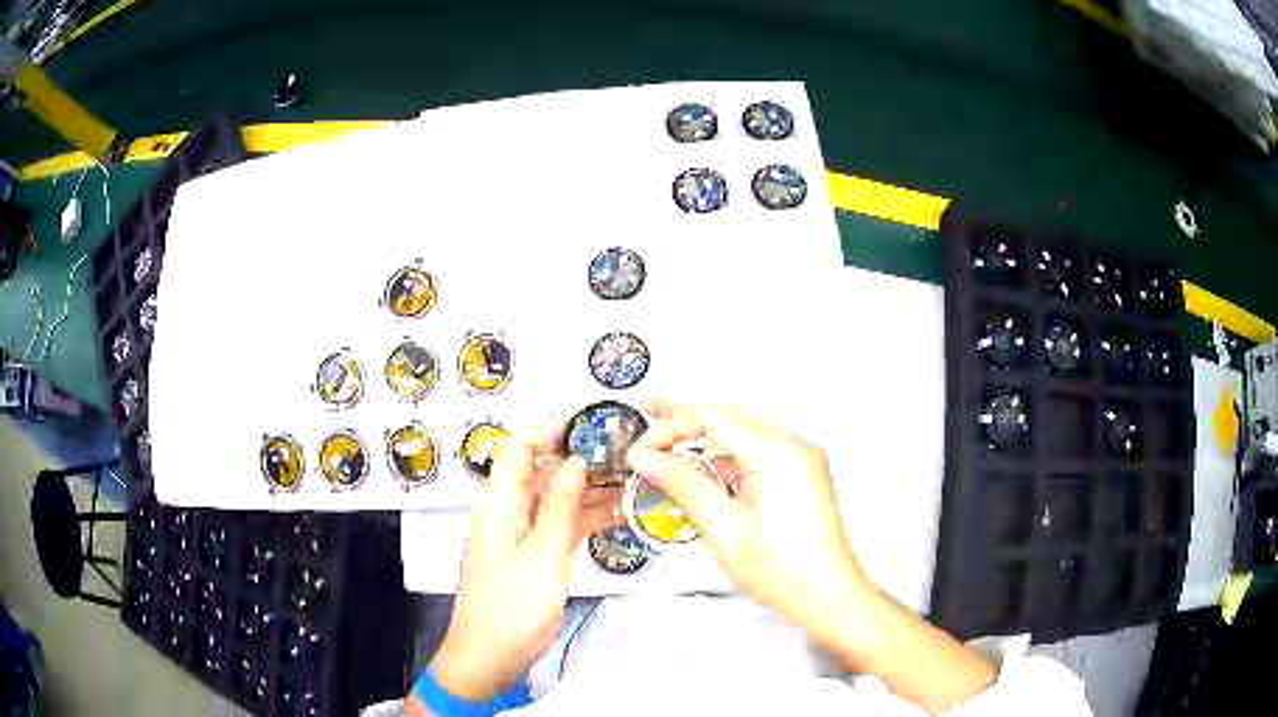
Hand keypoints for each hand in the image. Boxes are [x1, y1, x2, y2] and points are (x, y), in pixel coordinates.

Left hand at [428, 424, 622, 701]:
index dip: (554, 429)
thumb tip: (576, 459)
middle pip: (543, 469)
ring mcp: (522, 534)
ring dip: (591, 489)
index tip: (597, 427)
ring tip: (635, 481)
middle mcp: (509, 510)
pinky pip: (561, 525)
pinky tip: (620, 514)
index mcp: (500, 501)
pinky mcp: (534, 555)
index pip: (520, 445)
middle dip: (582, 458)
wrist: (489, 658)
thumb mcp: (542, 555)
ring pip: (557, 498)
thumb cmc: (511, 608)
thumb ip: (560, 505)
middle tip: (631, 455)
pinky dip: (586, 518)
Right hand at [627, 399, 872, 645]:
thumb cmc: (783, 570)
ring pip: (744, 436)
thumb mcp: (723, 527)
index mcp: (777, 452)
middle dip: (688, 417)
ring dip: (708, 439)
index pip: (712, 418)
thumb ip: (683, 485)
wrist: (829, 596)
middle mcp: (794, 448)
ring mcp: (801, 462)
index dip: (670, 428)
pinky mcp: (801, 478)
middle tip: (651, 411)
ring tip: (670, 442)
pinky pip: (759, 455)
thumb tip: (647, 459)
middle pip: (731, 417)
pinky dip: (729, 460)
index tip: (642, 449)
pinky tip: (705, 473)